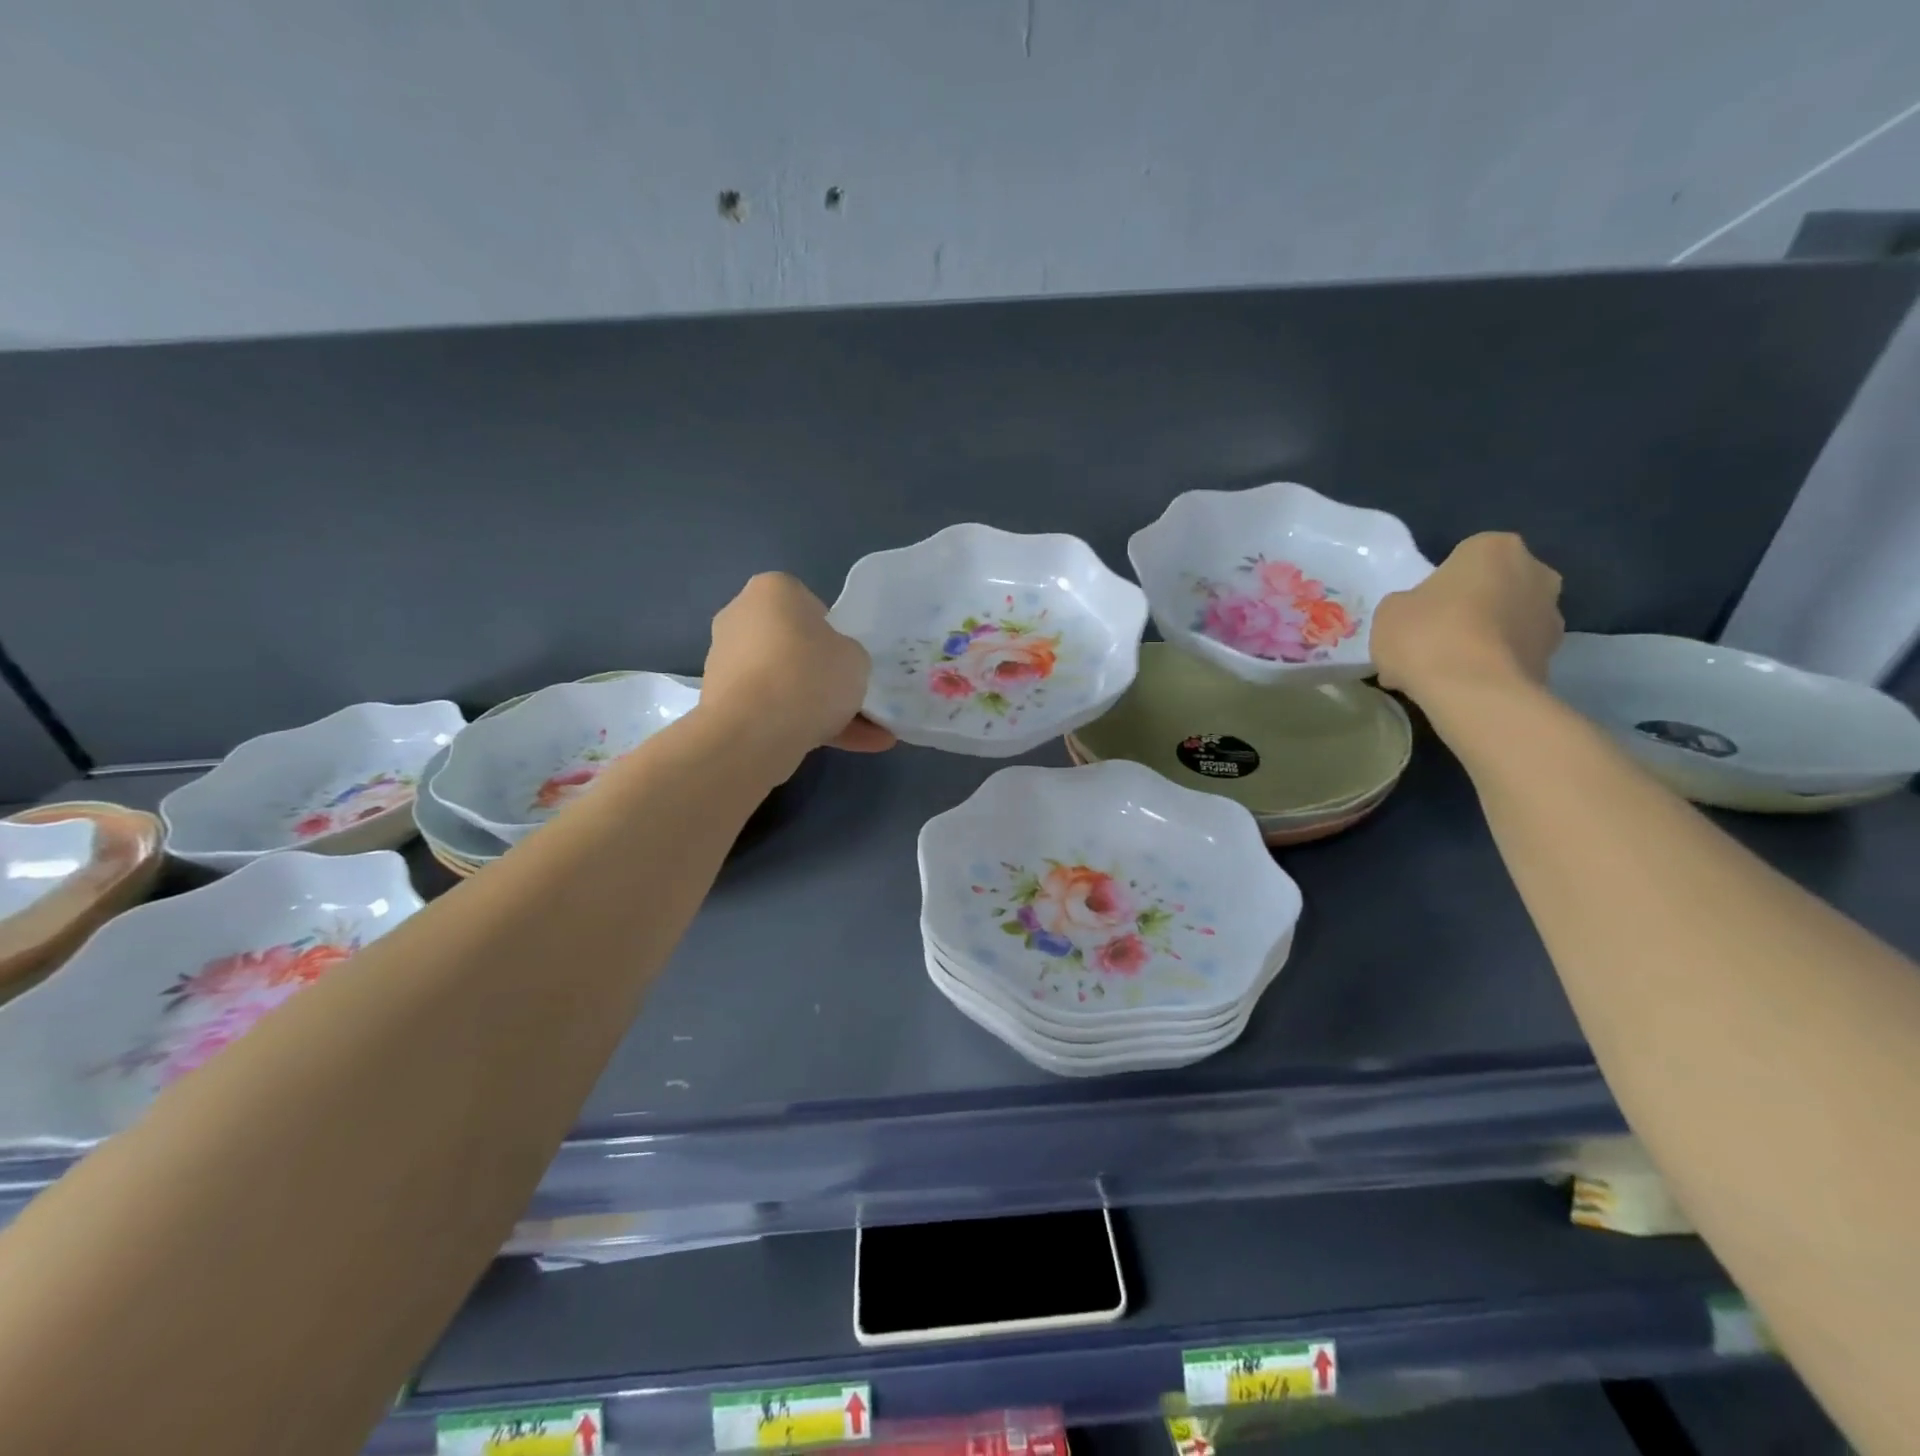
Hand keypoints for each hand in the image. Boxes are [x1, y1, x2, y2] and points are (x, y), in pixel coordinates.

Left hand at [702, 572, 894, 763]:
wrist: (752, 732)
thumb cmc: (809, 675)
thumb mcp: (856, 658)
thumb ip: (847, 655)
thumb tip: (832, 667)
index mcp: (771, 590)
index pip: (806, 604)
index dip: (831, 632)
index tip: (844, 658)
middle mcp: (739, 618)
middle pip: (791, 646)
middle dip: (821, 674)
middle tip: (852, 698)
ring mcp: (725, 663)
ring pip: (783, 684)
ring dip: (818, 708)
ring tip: (863, 737)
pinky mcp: (721, 704)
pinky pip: (771, 710)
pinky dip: (802, 727)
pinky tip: (843, 748)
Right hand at [1371, 533, 1563, 703]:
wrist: (1474, 692)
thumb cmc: (1427, 635)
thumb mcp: (1389, 611)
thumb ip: (1407, 604)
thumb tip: (1419, 616)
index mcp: (1494, 548)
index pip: (1463, 558)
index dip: (1437, 586)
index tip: (1419, 611)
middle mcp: (1535, 572)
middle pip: (1491, 588)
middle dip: (1467, 609)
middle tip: (1432, 638)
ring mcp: (1551, 616)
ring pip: (1504, 623)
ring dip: (1482, 639)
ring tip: (1444, 670)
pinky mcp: (1553, 657)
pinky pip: (1511, 655)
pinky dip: (1491, 666)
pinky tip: (1461, 687)